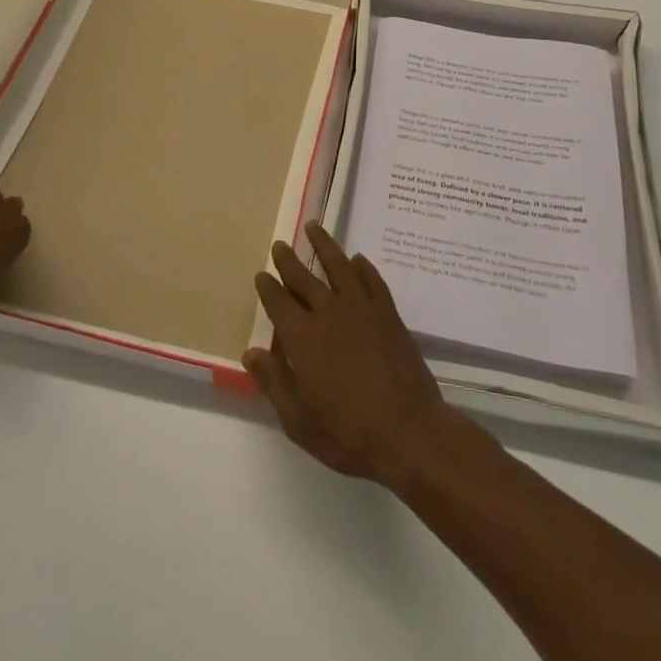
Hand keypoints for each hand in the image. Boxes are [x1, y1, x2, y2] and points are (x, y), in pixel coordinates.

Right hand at [244, 223, 464, 488]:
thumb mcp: (298, 419)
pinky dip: (363, 267)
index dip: (268, 287)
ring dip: (325, 246)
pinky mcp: (389, 314)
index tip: (261, 274)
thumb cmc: (347, 433)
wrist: (408, 432)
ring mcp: (363, 309)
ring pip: (339, 266)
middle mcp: (330, 313)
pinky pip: (373, 280)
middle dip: (289, 261)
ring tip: (315, 227)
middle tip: (280, 244)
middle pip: (304, 278)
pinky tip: (358, 260)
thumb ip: (274, 381)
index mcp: (303, 337)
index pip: (279, 303)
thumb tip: (251, 352)